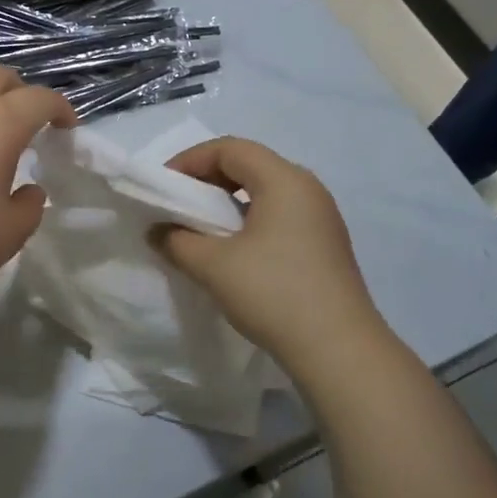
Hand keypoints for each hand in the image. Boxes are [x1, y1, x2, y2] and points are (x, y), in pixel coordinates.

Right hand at [152, 137, 383, 367]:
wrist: (337, 349)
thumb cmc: (273, 293)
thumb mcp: (213, 265)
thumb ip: (177, 241)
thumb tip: (159, 231)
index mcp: (284, 180)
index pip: (230, 149)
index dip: (190, 160)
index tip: (163, 187)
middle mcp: (307, 188)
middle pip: (250, 164)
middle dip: (207, 179)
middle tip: (178, 204)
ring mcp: (321, 217)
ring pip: (265, 192)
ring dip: (228, 202)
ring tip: (200, 228)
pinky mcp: (325, 245)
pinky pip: (279, 215)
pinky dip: (248, 221)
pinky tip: (232, 251)